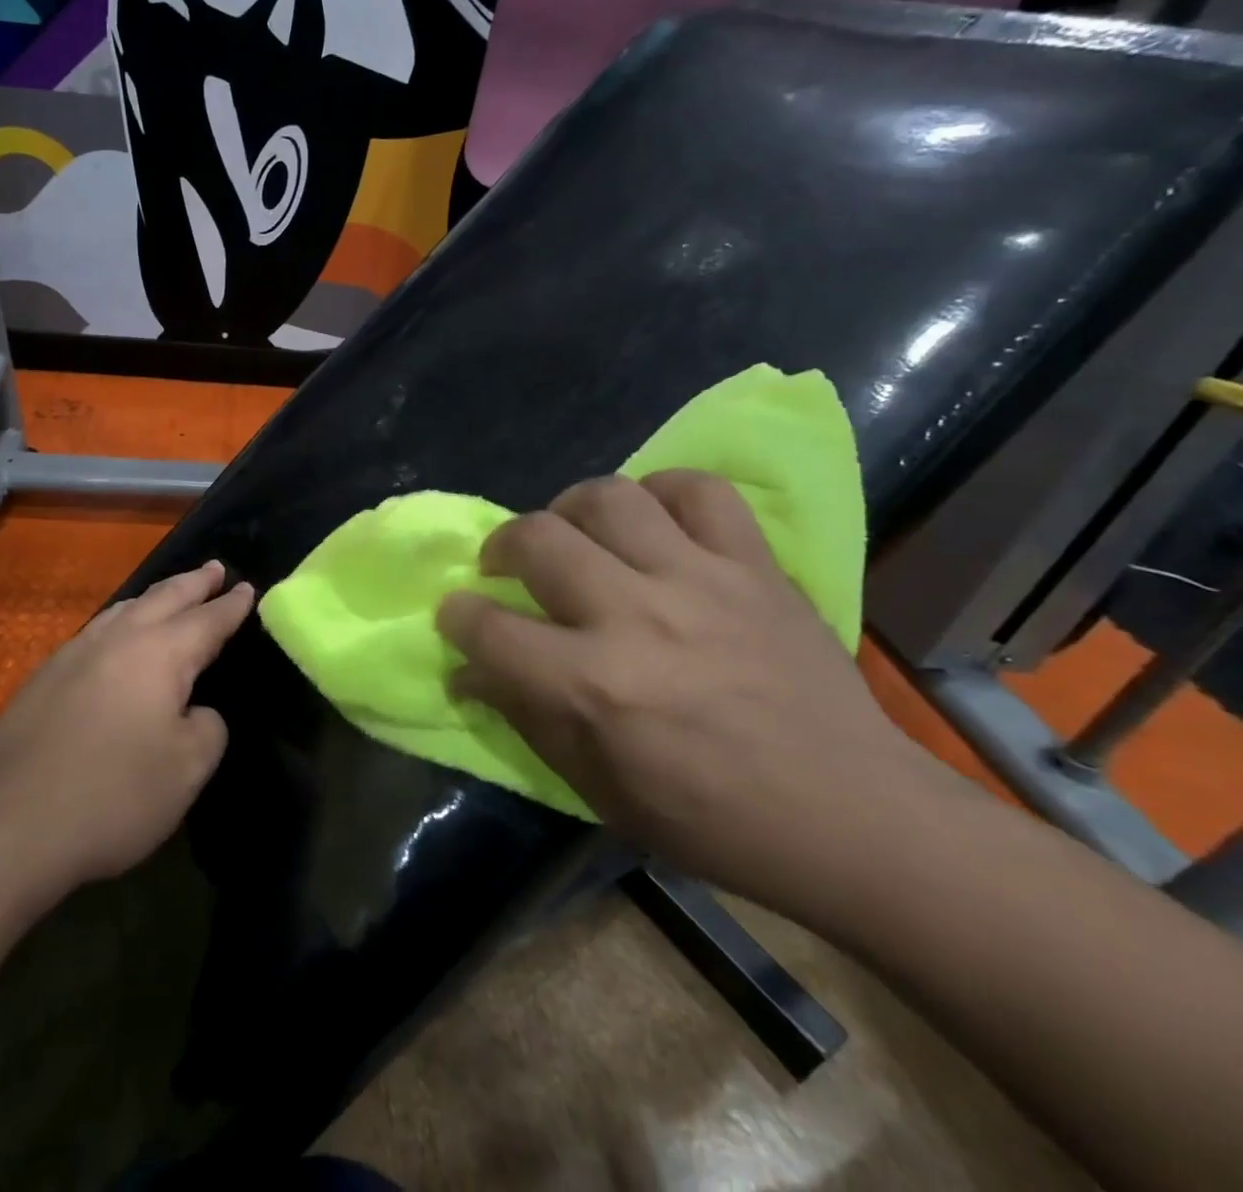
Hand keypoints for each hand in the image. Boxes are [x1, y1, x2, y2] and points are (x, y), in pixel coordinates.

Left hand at [0, 561, 252, 892]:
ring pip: (124, 609)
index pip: (207, 620)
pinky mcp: (43, 678)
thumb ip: (207, 728)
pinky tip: (115, 637)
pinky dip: (120, 622)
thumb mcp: (187, 770)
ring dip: (154, 597)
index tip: (247, 587)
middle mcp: (118, 640)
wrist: (7, 824)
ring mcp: (74, 654)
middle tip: (214, 568)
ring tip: (169, 593)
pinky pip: (96, 632)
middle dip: (193, 583)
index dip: (230, 605)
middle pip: (164, 598)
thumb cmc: (113, 794)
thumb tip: (195, 712)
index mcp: (160, 654)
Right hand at [437, 471, 954, 912]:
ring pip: (608, 498)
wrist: (854, 817)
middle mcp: (635, 616)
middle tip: (506, 568)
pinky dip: (663, 492)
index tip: (456, 614)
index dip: (457, 616)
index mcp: (592, 685)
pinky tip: (652, 520)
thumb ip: (525, 717)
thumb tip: (468, 671)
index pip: (488, 627)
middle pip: (536, 539)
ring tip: (573, 534)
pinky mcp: (754, 566)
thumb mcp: (597, 790)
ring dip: (569, 509)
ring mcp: (700, 580)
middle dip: (501, 548)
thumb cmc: (711, 820)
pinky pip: (699, 490)